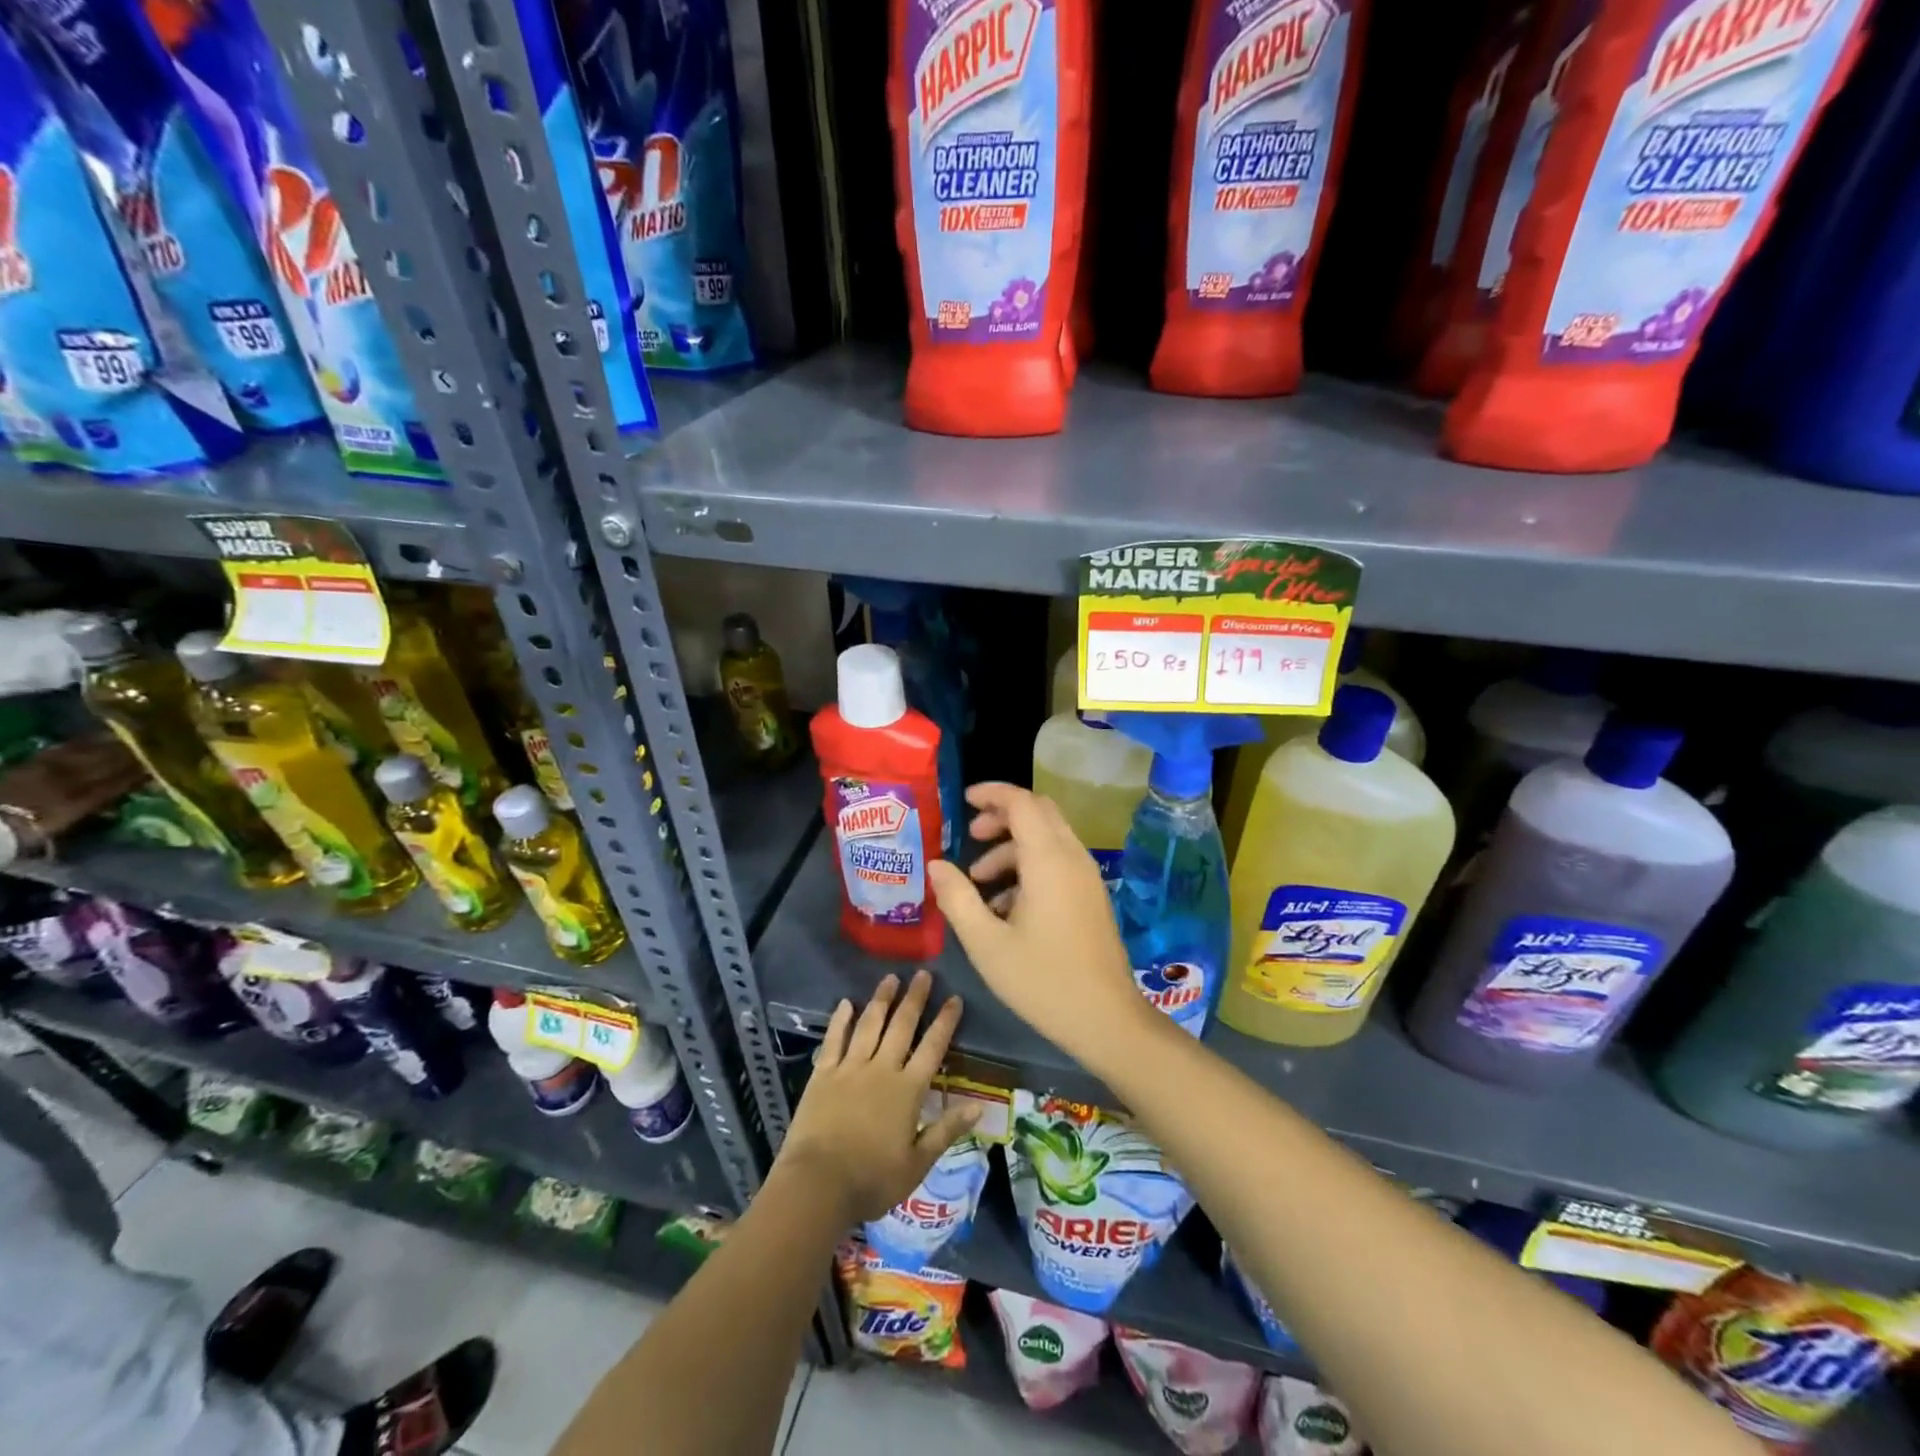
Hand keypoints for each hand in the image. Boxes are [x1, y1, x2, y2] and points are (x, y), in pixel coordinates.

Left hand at [777, 971, 976, 1224]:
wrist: (817, 1184)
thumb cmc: (872, 1180)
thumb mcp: (917, 1163)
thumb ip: (947, 1130)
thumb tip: (979, 1106)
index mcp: (908, 1090)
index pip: (932, 1047)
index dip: (945, 1022)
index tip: (954, 998)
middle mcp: (881, 1069)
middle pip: (901, 1026)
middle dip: (914, 998)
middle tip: (923, 974)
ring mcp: (850, 1068)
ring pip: (869, 1025)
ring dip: (881, 1000)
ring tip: (890, 978)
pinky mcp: (823, 1074)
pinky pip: (834, 1040)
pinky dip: (841, 1020)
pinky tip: (846, 1003)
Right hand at [927, 783, 1150, 1062]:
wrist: (1106, 1019)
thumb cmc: (1042, 980)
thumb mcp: (987, 943)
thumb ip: (958, 898)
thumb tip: (936, 865)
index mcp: (1048, 860)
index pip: (1022, 802)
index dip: (992, 793)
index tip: (963, 801)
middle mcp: (1072, 858)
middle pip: (1038, 813)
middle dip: (1002, 816)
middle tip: (970, 836)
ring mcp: (1086, 877)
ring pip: (1048, 838)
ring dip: (1012, 847)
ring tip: (978, 882)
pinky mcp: (1091, 896)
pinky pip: (1058, 862)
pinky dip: (1029, 867)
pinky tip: (1005, 906)